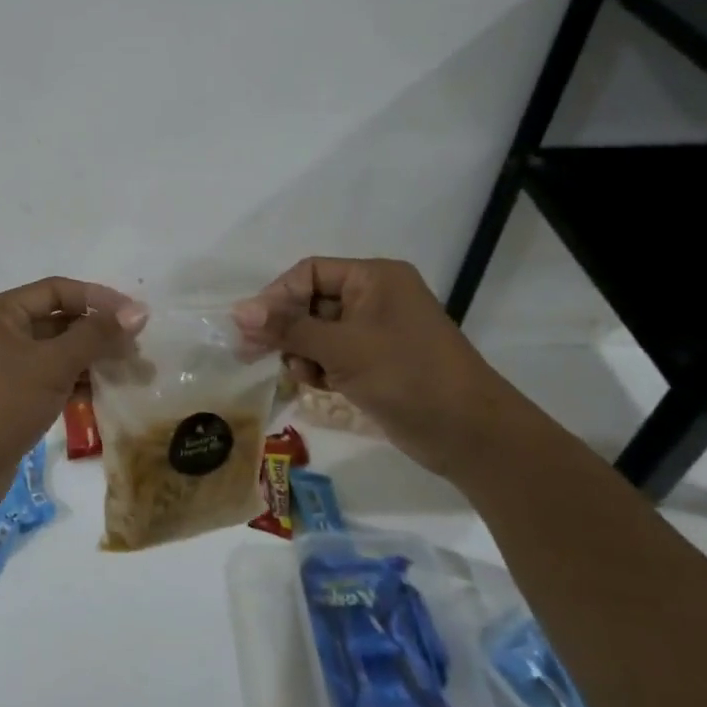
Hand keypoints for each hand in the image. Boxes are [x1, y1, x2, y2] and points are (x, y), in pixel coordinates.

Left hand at [0, 277, 147, 507]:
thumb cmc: (2, 404)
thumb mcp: (52, 364)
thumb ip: (96, 336)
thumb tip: (138, 311)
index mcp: (0, 312)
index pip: (57, 291)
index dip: (98, 299)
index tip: (135, 316)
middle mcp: (0, 332)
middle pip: (59, 320)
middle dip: (99, 333)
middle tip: (138, 349)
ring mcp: (5, 366)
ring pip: (59, 352)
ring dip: (93, 359)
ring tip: (132, 373)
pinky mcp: (13, 396)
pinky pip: (52, 378)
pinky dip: (78, 382)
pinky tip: (107, 393)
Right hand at [233, 257, 530, 475]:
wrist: (469, 434)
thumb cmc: (406, 376)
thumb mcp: (342, 348)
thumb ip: (288, 328)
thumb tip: (238, 311)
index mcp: (373, 278)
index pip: (309, 273)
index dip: (277, 296)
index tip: (250, 326)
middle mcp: (374, 297)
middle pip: (310, 302)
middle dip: (284, 327)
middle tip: (250, 352)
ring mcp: (375, 332)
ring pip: (317, 331)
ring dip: (300, 351)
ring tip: (300, 373)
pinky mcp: (374, 362)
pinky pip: (332, 354)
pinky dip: (318, 367)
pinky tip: (316, 384)